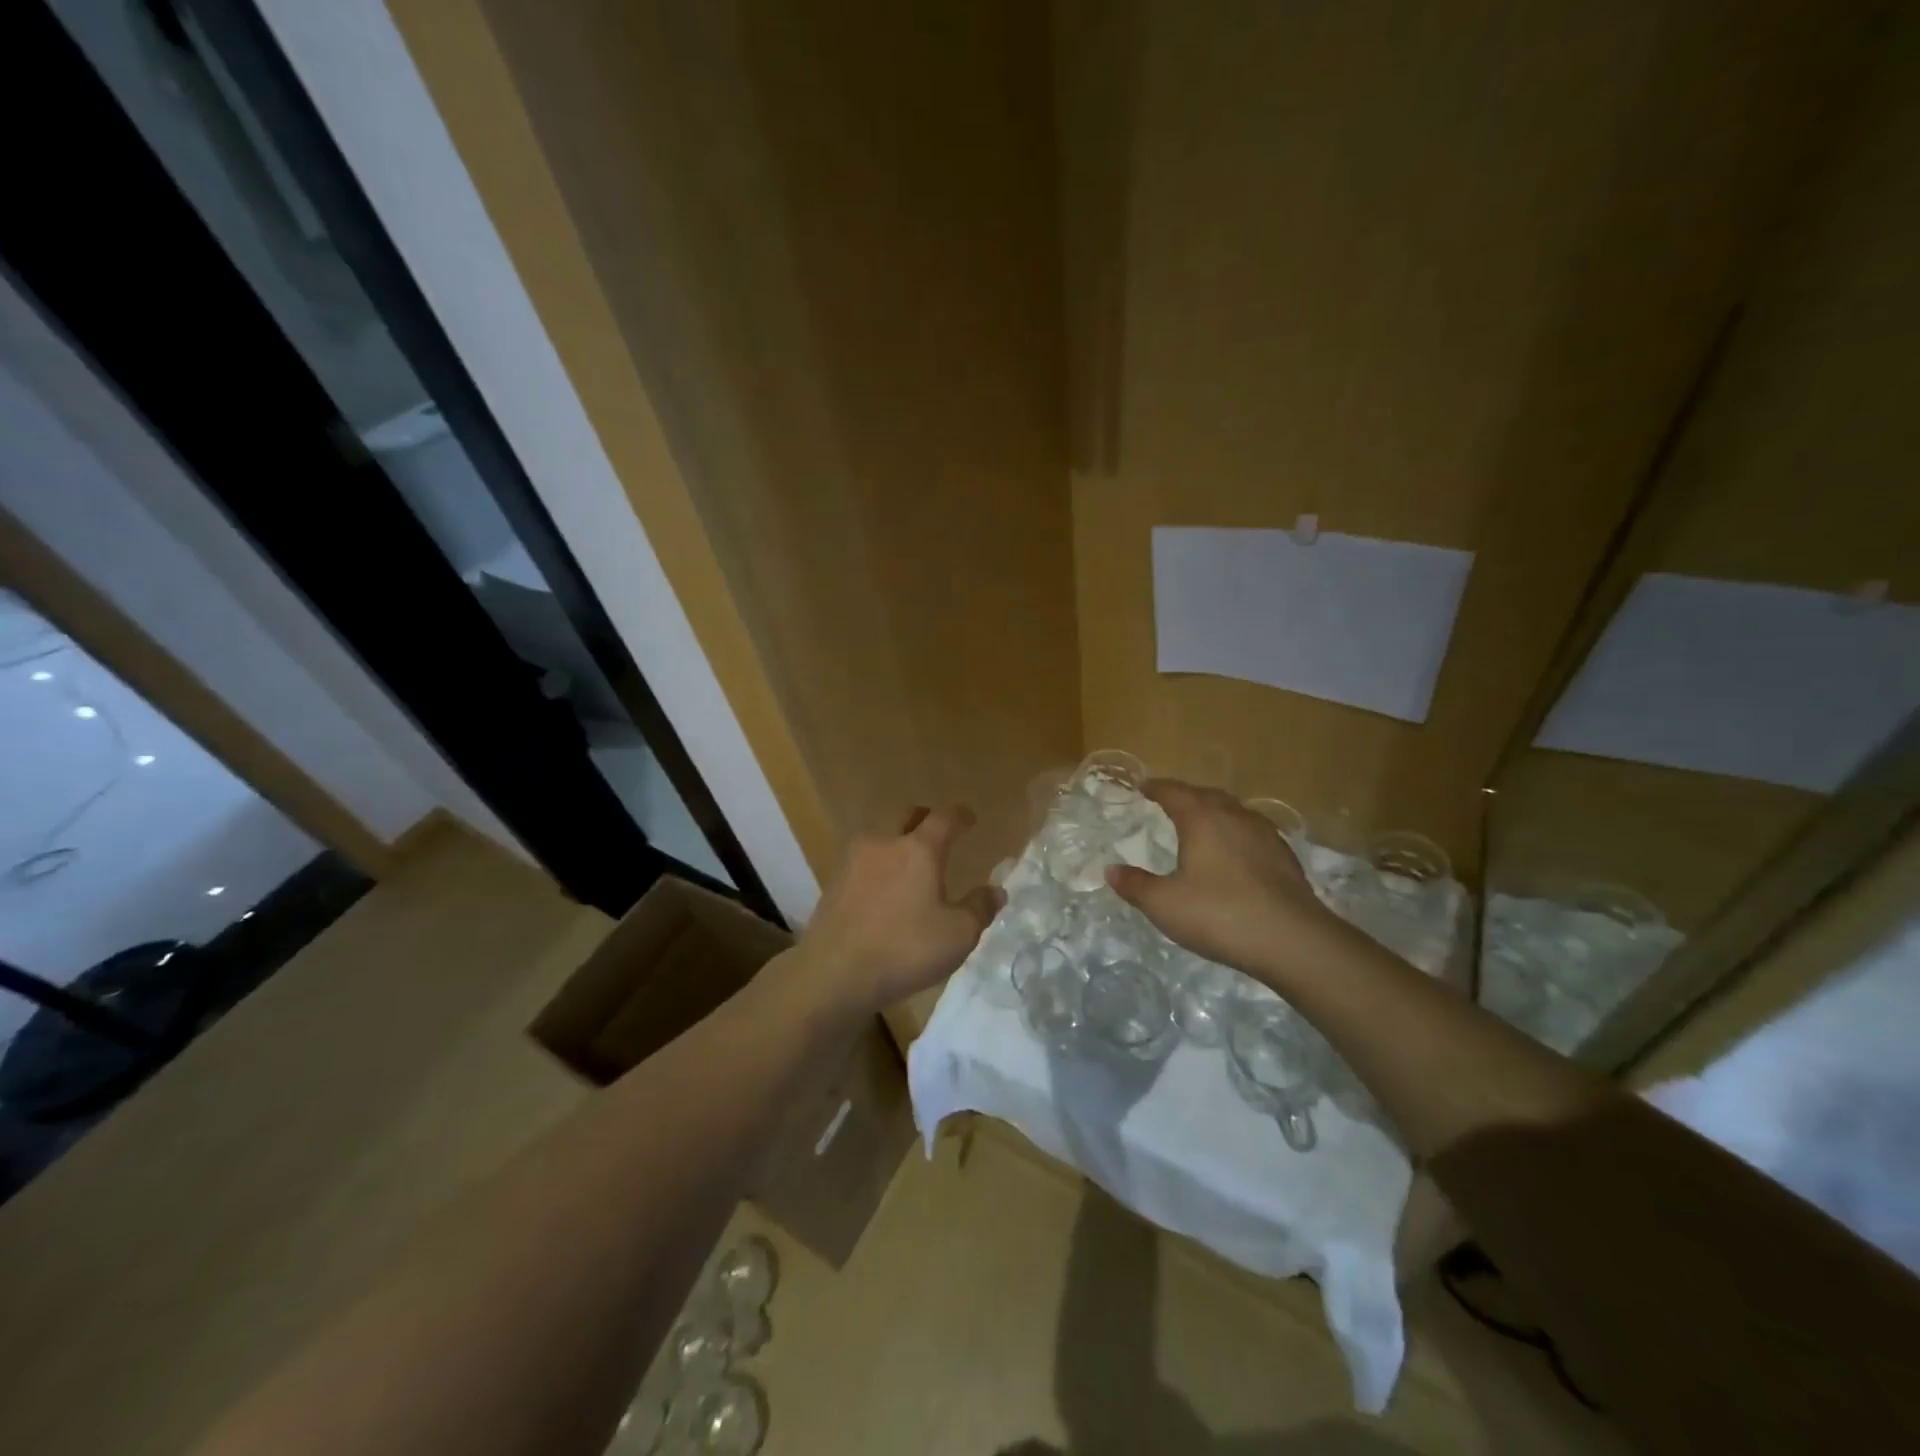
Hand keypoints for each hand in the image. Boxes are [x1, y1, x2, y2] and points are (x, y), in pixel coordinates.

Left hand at [790, 806, 1003, 1015]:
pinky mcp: (833, 882)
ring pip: (879, 837)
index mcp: (919, 849)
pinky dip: (878, 865)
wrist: (833, 972)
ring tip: (909, 863)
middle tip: (937, 832)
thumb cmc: (904, 949)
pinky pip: (863, 861)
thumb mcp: (957, 935)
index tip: (970, 818)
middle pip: (905, 815)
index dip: (960, 816)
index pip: (944, 818)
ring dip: (896, 840)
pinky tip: (883, 888)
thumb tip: (996, 890)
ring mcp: (853, 861)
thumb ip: (980, 908)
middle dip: (923, 818)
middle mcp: (884, 843)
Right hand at [1107, 779, 1335, 980]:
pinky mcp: (1285, 857)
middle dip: (1186, 796)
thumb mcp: (1164, 905)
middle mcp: (1234, 816)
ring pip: (1234, 811)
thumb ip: (1135, 885)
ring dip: (1214, 812)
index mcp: (1202, 818)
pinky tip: (1235, 854)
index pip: (1174, 792)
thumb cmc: (1219, 914)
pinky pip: (1253, 833)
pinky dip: (1236, 834)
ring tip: (1202, 825)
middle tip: (1170, 803)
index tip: (1143, 787)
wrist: (1292, 940)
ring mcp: (1265, 834)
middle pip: (1206, 795)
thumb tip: (1111, 870)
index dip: (1156, 788)